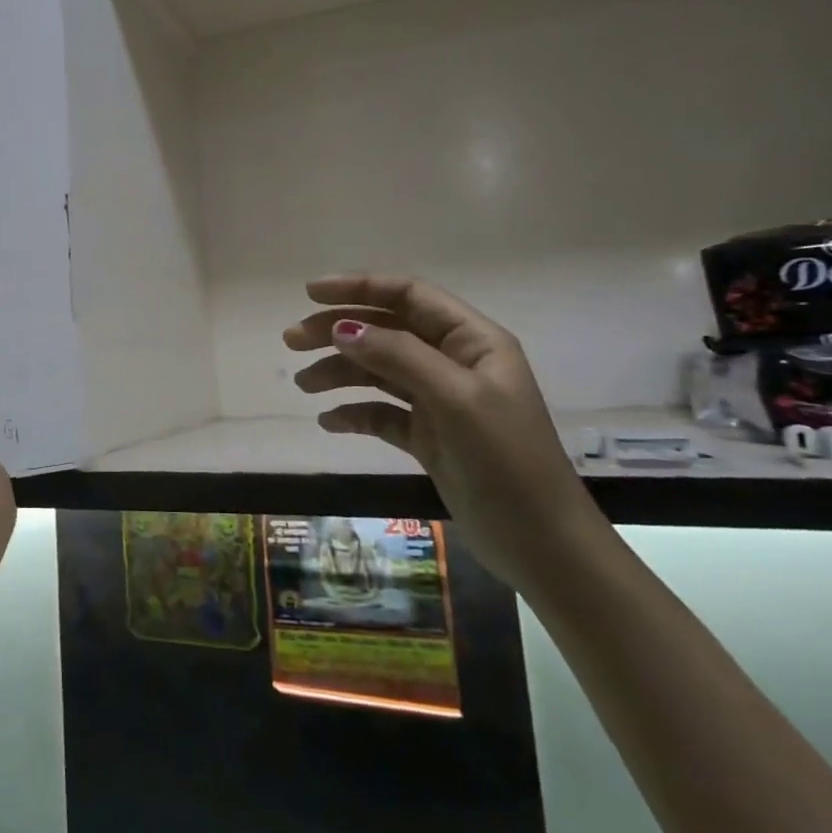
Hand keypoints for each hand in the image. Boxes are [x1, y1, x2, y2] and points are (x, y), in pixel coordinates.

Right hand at [284, 275, 605, 592]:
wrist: (541, 544)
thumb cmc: (506, 461)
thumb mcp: (456, 400)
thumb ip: (399, 357)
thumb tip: (342, 329)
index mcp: (472, 341)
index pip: (409, 296)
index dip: (359, 288)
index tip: (309, 294)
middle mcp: (454, 363)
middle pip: (386, 330)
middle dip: (338, 330)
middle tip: (291, 341)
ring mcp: (440, 401)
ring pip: (379, 370)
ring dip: (339, 372)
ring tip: (303, 386)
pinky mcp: (429, 437)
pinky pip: (382, 413)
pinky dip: (355, 412)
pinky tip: (329, 422)